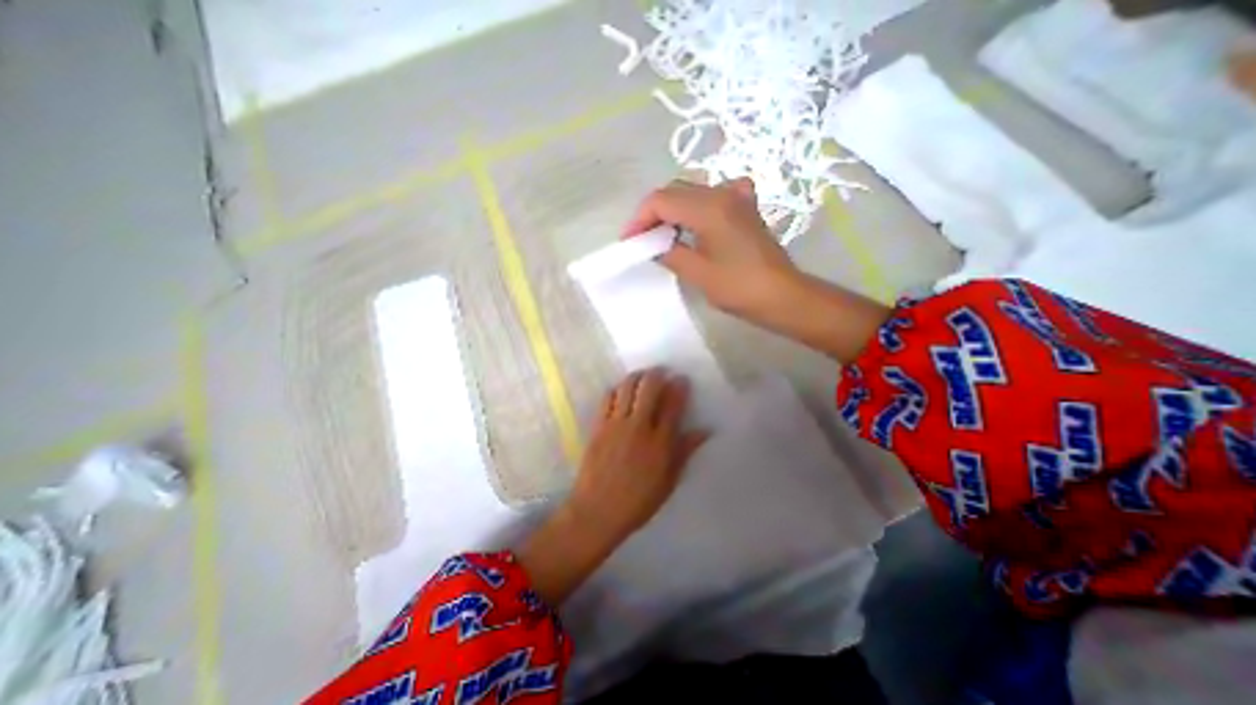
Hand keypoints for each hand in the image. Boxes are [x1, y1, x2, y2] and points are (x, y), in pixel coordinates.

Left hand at [571, 370, 703, 539]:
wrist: (597, 511)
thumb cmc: (638, 501)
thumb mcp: (669, 481)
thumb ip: (685, 451)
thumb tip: (704, 431)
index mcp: (660, 442)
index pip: (673, 404)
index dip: (679, 387)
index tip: (682, 379)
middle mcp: (639, 426)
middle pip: (649, 387)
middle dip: (657, 374)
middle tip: (662, 371)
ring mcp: (616, 424)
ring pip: (627, 387)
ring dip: (637, 377)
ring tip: (642, 376)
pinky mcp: (599, 426)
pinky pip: (608, 398)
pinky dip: (616, 389)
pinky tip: (620, 391)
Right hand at [620, 175, 803, 318]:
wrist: (781, 295)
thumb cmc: (738, 288)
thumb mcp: (697, 272)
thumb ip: (669, 252)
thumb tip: (653, 244)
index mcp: (708, 208)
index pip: (661, 200)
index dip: (639, 219)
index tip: (630, 241)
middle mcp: (722, 193)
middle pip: (675, 191)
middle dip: (653, 213)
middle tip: (642, 239)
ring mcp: (737, 197)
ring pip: (692, 192)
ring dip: (672, 210)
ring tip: (662, 234)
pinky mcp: (745, 208)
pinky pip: (714, 196)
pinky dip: (697, 206)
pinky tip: (697, 221)